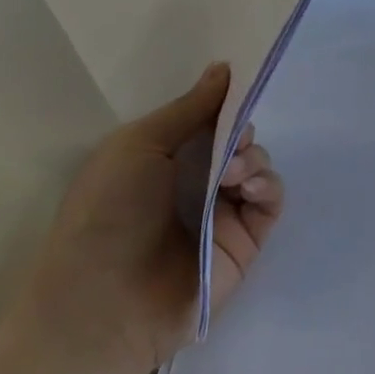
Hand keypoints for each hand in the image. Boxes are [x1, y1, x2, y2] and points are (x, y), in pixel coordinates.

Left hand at [18, 63, 283, 373]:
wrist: (103, 306)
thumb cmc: (107, 213)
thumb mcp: (139, 145)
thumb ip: (190, 108)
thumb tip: (225, 67)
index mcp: (163, 158)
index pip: (207, 120)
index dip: (225, 103)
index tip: (241, 85)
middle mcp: (195, 182)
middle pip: (237, 141)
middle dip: (242, 130)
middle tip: (233, 140)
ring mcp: (222, 214)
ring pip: (258, 167)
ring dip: (253, 158)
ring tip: (232, 175)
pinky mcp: (244, 243)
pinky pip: (271, 202)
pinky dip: (268, 186)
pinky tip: (250, 189)